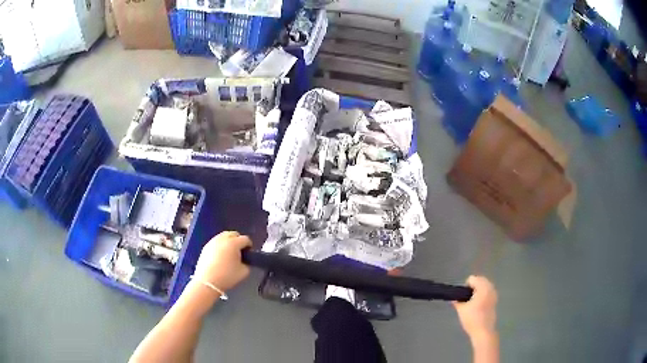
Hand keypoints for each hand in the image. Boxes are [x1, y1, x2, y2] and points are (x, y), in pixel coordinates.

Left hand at [194, 231, 251, 291]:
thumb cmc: (227, 276)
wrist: (207, 282)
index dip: (249, 246)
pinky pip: (216, 242)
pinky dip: (220, 246)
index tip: (249, 254)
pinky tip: (220, 256)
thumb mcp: (244, 272)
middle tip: (239, 252)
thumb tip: (245, 260)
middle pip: (234, 234)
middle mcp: (223, 239)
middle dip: (238, 241)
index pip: (245, 239)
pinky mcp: (206, 247)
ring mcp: (213, 242)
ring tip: (229, 253)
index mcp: (234, 243)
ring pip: (223, 236)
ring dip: (228, 242)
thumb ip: (247, 263)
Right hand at [453, 276, 497, 339]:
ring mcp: (494, 294)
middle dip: (472, 287)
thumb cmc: (472, 319)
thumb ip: (457, 301)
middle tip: (466, 299)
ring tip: (471, 302)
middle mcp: (490, 288)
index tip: (462, 297)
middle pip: (480, 280)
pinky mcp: (495, 300)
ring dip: (478, 290)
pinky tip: (478, 305)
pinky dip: (482, 295)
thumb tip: (455, 298)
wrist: (483, 331)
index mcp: (482, 287)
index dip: (465, 287)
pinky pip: (488, 292)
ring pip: (485, 286)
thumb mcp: (461, 310)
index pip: (472, 279)